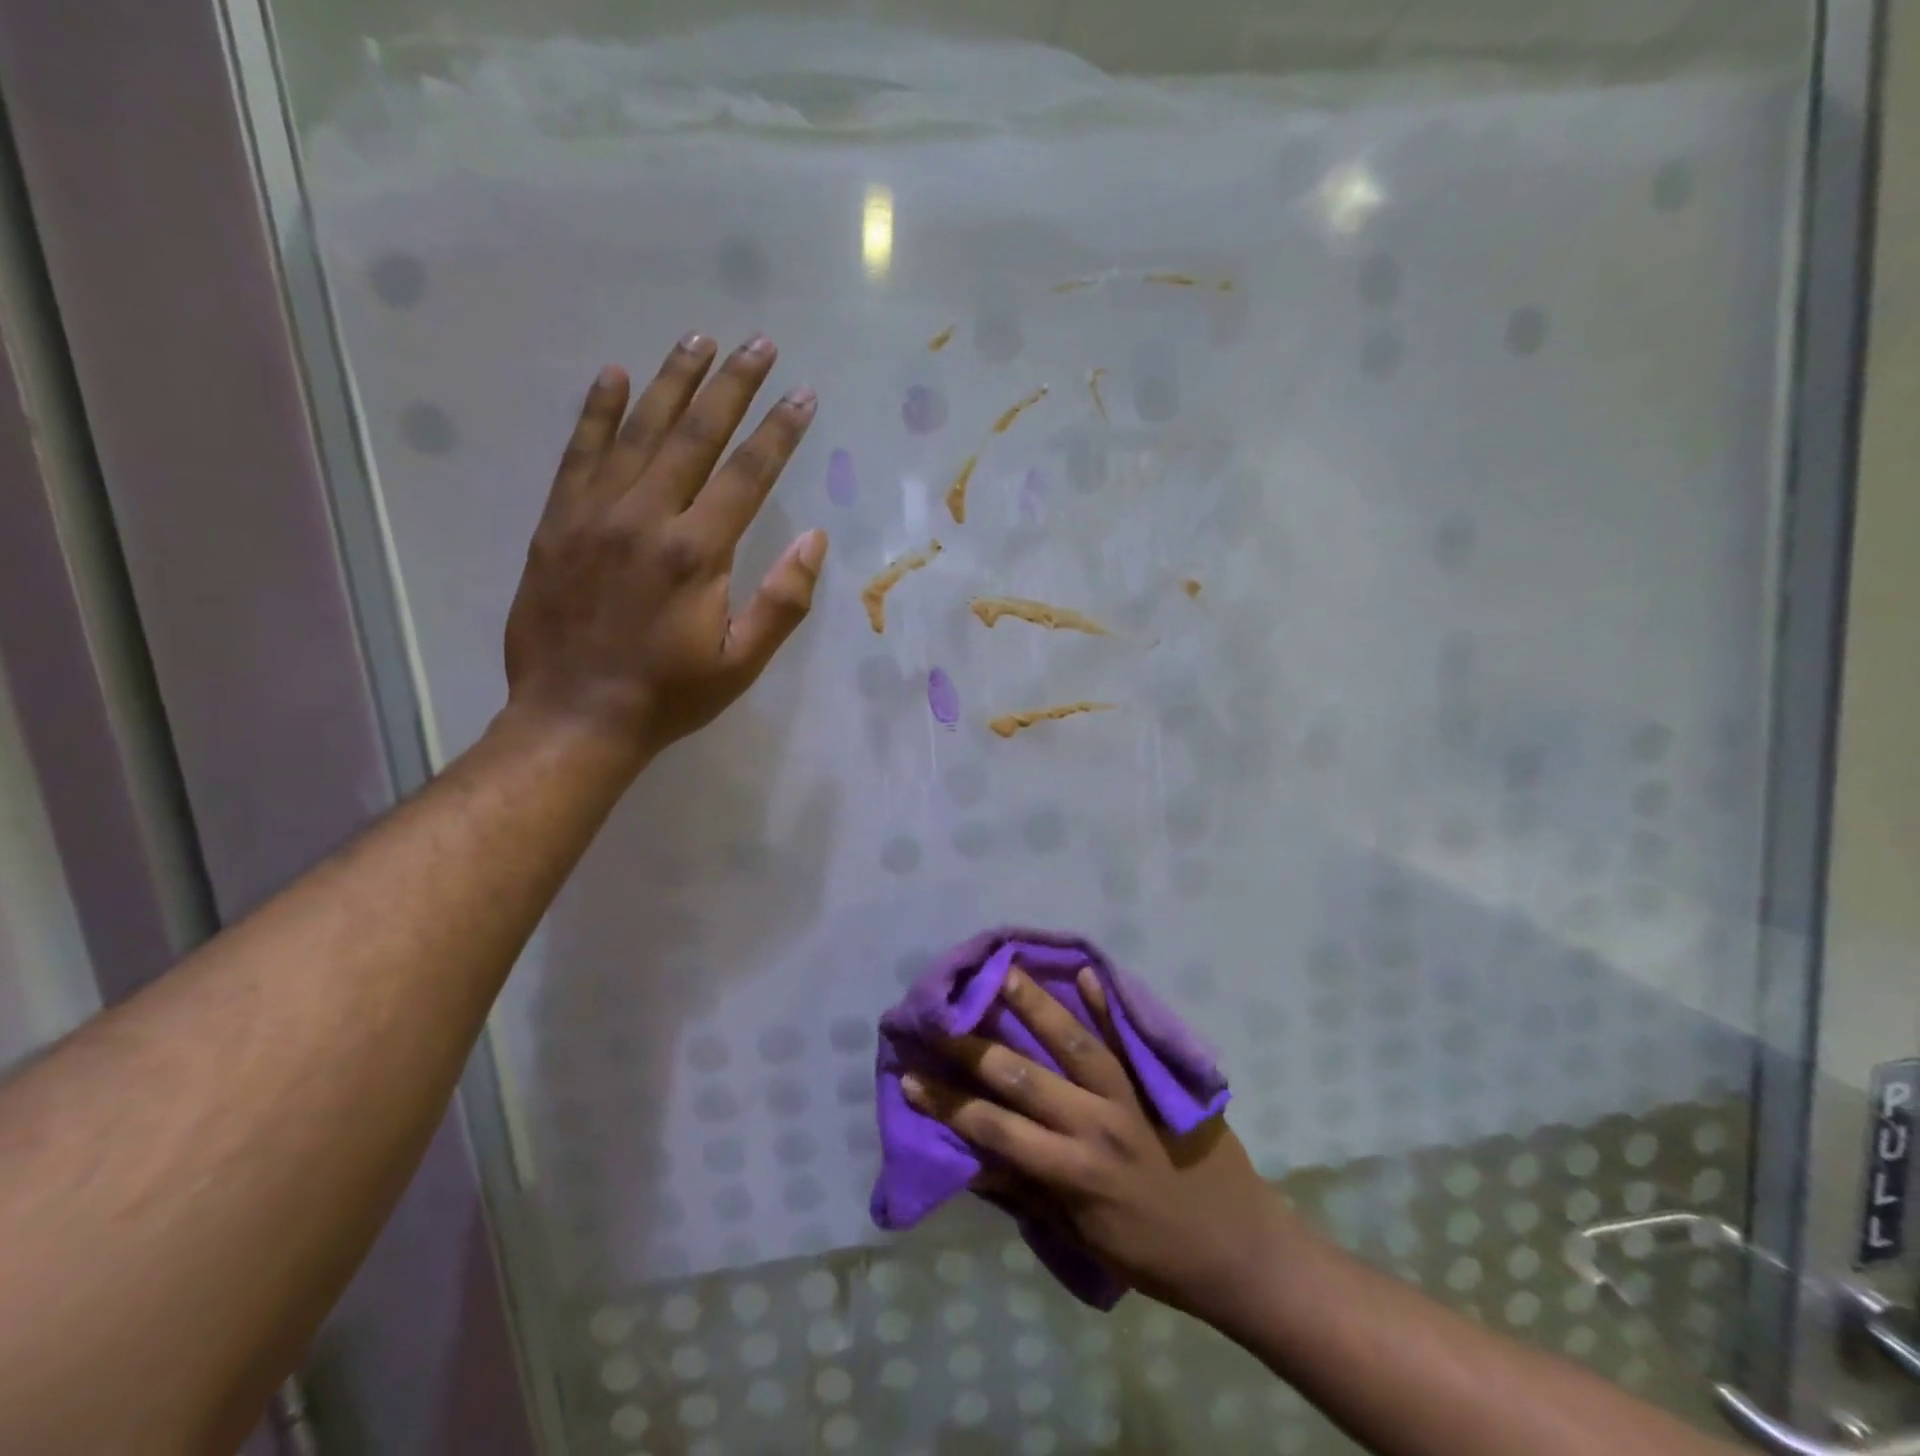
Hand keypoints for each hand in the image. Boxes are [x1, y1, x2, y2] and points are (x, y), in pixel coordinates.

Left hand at [502, 332, 825, 767]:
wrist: (575, 717)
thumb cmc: (669, 695)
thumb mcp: (741, 662)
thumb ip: (782, 601)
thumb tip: (817, 541)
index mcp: (696, 553)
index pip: (747, 474)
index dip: (779, 431)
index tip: (802, 394)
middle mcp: (646, 518)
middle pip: (695, 436)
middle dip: (732, 386)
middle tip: (758, 343)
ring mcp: (595, 514)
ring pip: (638, 431)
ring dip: (672, 382)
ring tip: (698, 340)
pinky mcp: (557, 522)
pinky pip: (579, 453)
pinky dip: (597, 411)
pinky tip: (613, 375)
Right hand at [904, 966, 1291, 1323]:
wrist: (1241, 1250)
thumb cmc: (1155, 1256)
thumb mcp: (1083, 1240)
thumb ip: (1029, 1194)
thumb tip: (973, 1160)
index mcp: (1072, 1173)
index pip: (995, 1131)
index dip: (948, 1105)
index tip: (908, 1077)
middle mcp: (1095, 1128)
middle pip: (1023, 1079)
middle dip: (973, 1048)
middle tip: (938, 1018)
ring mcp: (1132, 1099)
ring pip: (1074, 1045)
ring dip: (1036, 1008)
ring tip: (1003, 972)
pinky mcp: (1161, 1084)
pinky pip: (1130, 1040)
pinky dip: (1107, 1005)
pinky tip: (1085, 973)